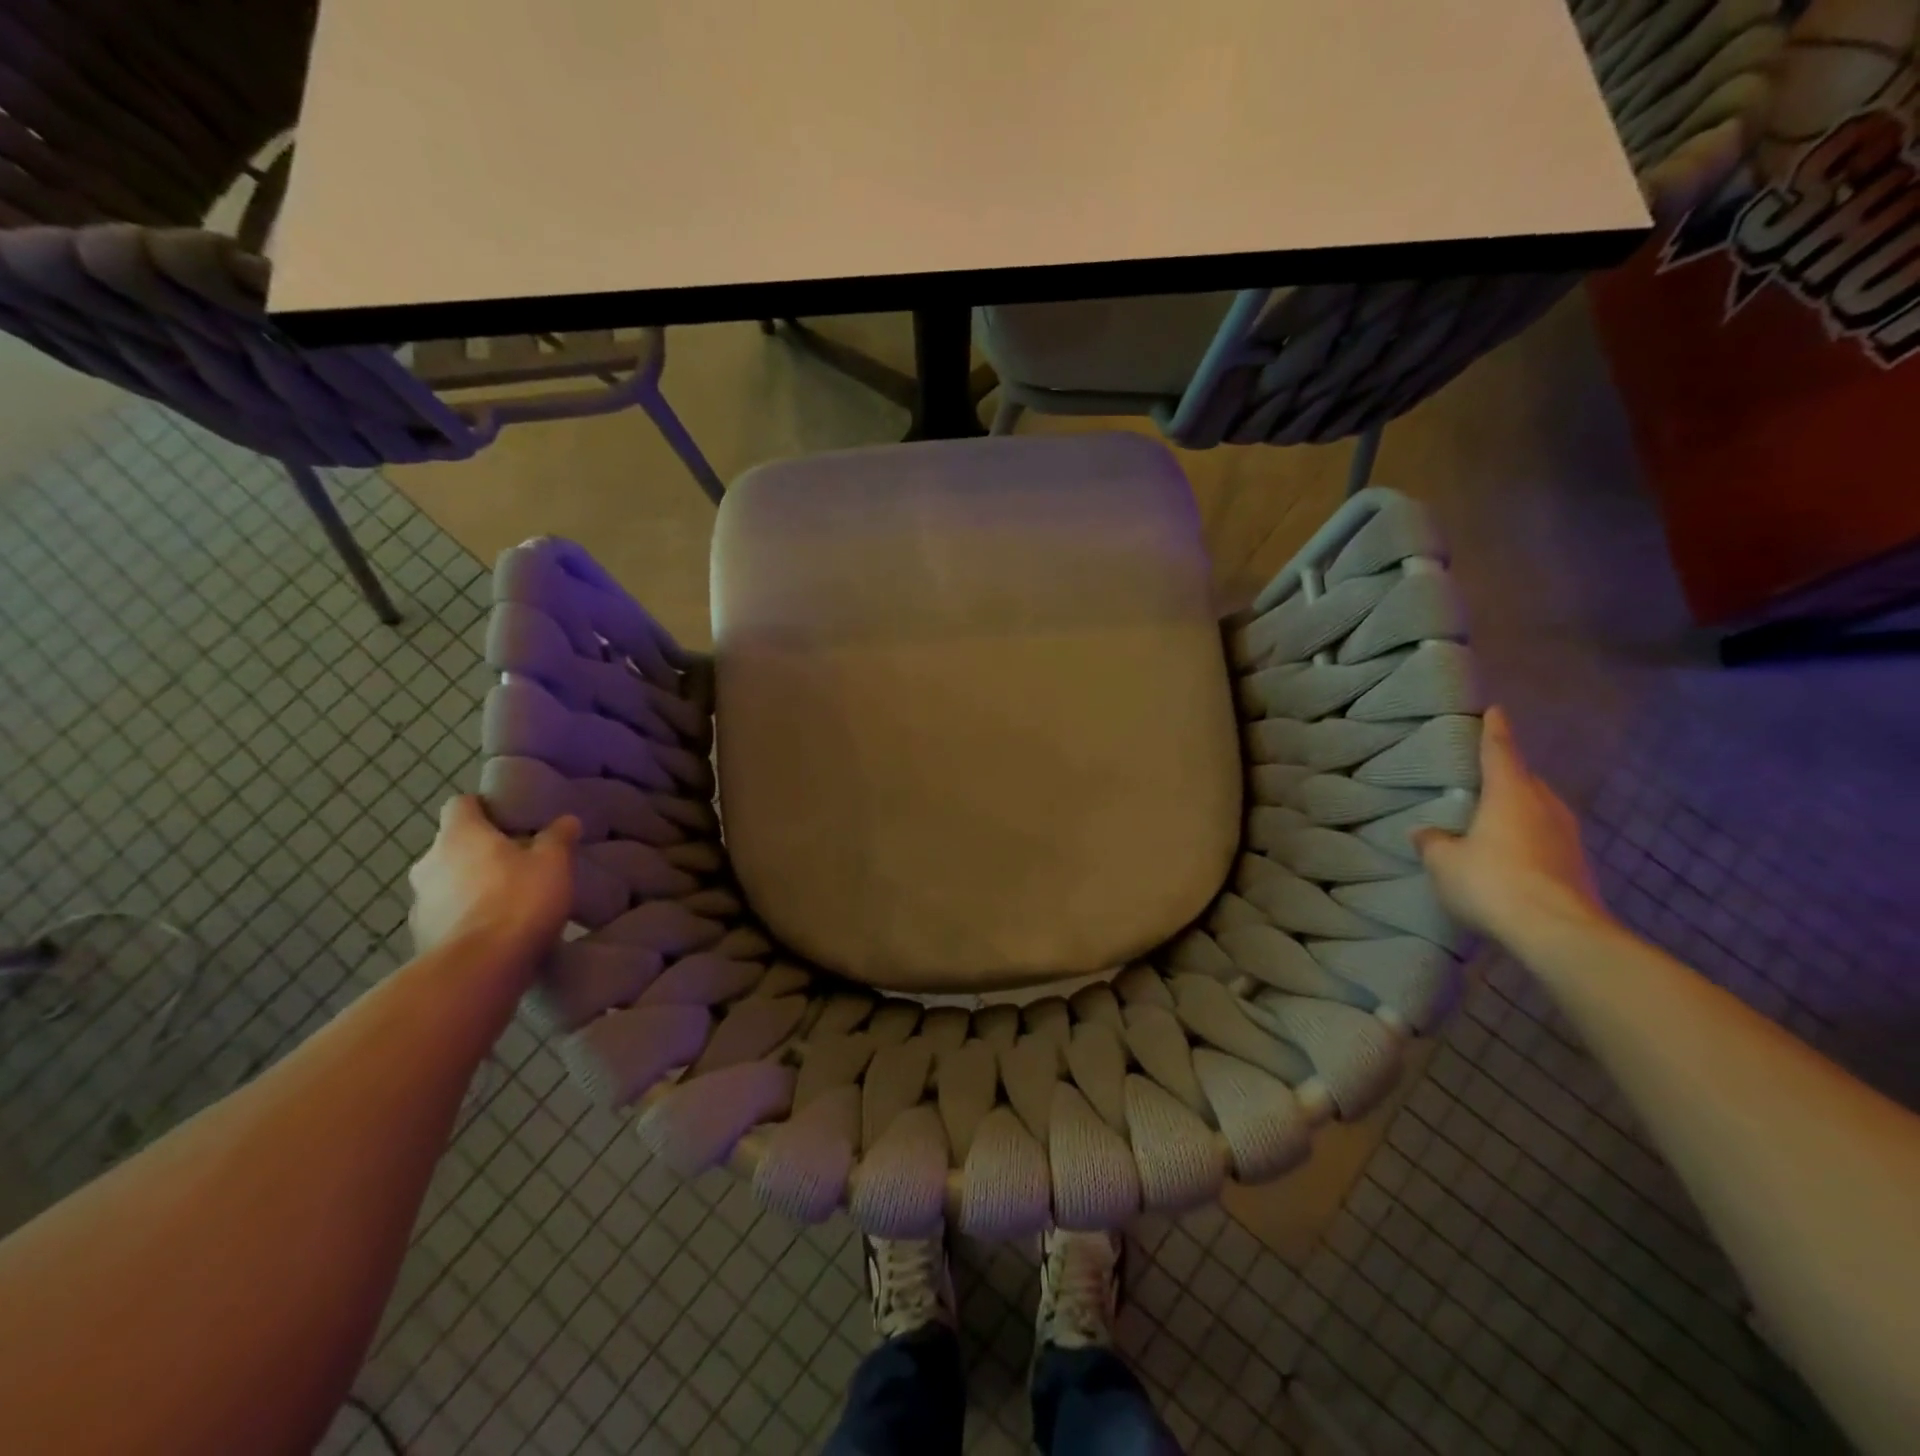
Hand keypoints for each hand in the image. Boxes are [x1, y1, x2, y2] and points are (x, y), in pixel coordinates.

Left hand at [408, 797, 579, 960]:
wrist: (479, 969)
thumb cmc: (518, 900)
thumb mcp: (554, 863)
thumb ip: (558, 837)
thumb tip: (565, 820)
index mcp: (459, 835)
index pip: (461, 804)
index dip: (484, 808)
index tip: (510, 819)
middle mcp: (429, 862)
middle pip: (453, 845)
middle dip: (480, 851)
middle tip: (516, 862)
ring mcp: (420, 903)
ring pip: (447, 883)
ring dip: (470, 887)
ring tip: (507, 901)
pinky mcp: (420, 938)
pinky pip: (446, 916)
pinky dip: (465, 918)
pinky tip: (493, 930)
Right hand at [1413, 706, 1608, 945]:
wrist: (1558, 932)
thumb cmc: (1492, 882)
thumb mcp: (1445, 862)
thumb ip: (1433, 842)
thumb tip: (1424, 830)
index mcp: (1510, 793)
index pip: (1500, 751)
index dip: (1494, 731)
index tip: (1495, 710)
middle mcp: (1544, 806)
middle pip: (1525, 780)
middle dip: (1507, 775)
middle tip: (1484, 775)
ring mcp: (1567, 837)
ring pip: (1539, 810)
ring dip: (1519, 809)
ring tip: (1494, 816)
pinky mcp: (1577, 866)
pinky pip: (1546, 838)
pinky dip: (1528, 838)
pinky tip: (1511, 853)